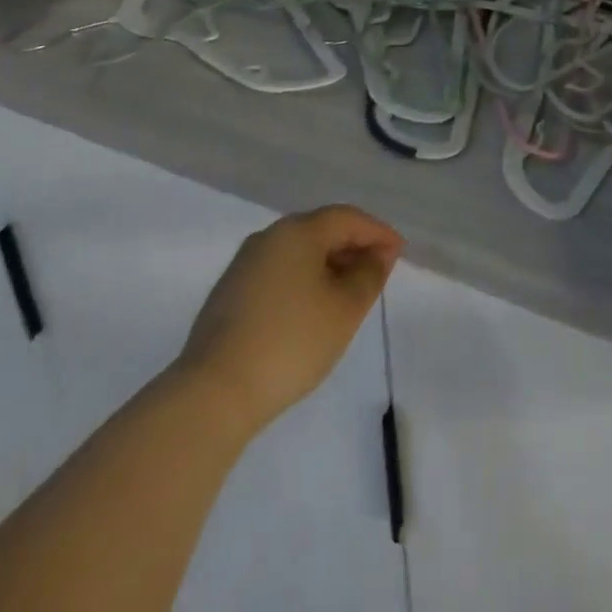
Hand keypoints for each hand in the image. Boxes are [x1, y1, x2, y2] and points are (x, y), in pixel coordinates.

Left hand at [177, 205, 403, 437]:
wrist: (213, 393)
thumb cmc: (291, 342)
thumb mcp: (345, 309)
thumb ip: (369, 275)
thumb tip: (378, 254)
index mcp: (298, 230)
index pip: (348, 218)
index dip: (378, 232)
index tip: (399, 252)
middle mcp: (269, 236)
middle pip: (321, 230)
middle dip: (353, 247)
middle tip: (377, 271)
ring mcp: (244, 264)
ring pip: (298, 252)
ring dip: (328, 265)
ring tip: (348, 292)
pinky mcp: (229, 293)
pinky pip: (279, 272)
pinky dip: (303, 280)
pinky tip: (311, 309)